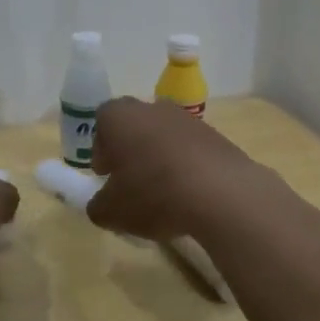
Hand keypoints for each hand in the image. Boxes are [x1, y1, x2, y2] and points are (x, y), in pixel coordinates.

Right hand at [86, 97, 274, 241]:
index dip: (101, 148)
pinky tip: (190, 195)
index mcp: (120, 116)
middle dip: (130, 152)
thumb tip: (102, 204)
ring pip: (164, 137)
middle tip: (131, 183)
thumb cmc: (152, 194)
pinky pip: (191, 150)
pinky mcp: (216, 136)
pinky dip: (186, 167)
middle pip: (135, 125)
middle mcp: (152, 108)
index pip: (102, 120)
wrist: (221, 193)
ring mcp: (188, 119)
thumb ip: (99, 206)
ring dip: (159, 159)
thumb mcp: (111, 212)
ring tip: (163, 194)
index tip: (106, 174)